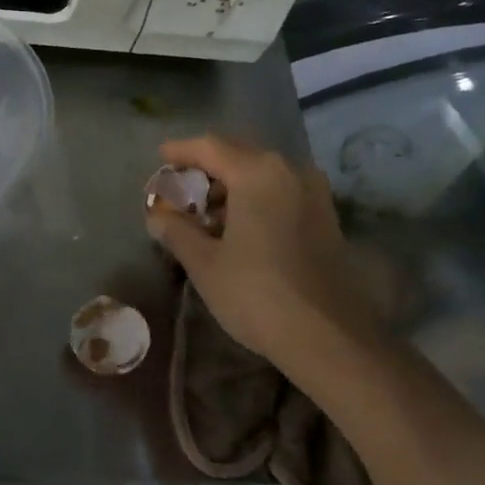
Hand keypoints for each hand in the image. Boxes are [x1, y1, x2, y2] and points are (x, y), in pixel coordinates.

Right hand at [145, 136, 385, 365]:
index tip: (159, 157)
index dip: (181, 151)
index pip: (210, 146)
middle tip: (179, 188)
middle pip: (239, 154)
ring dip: (230, 186)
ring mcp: (313, 193)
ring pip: (262, 174)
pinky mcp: (325, 217)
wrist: (328, 338)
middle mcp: (290, 171)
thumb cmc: (256, 294)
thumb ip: (175, 230)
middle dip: (206, 168)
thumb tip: (157, 215)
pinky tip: (237, 227)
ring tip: (204, 214)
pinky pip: (281, 192)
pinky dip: (254, 198)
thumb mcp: (204, 262)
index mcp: (258, 173)